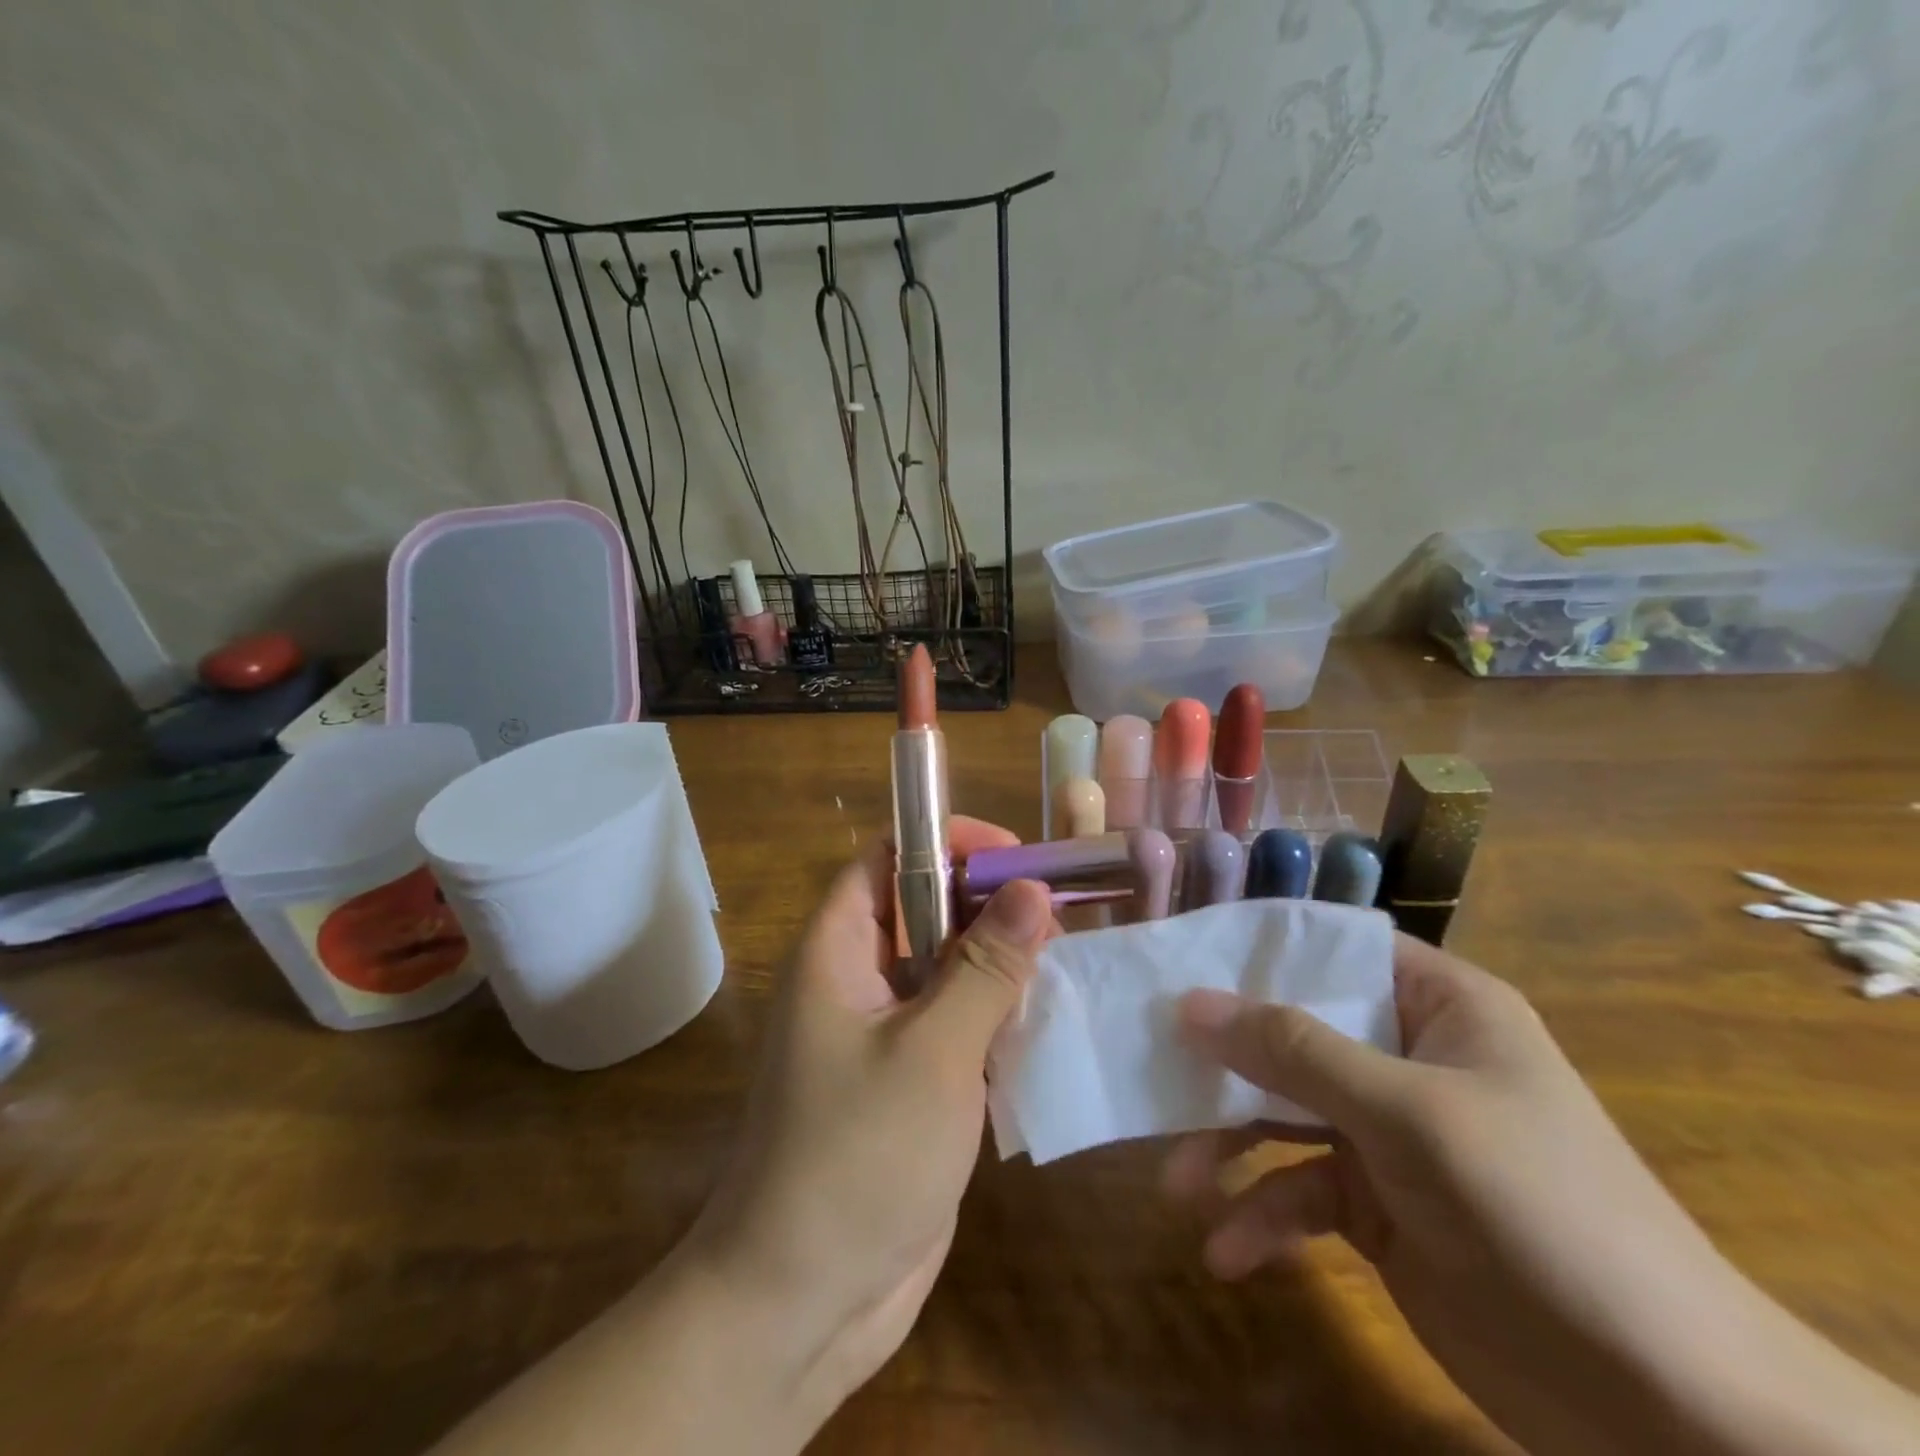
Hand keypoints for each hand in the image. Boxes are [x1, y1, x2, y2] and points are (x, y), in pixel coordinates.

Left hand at [687, 816, 1055, 1418]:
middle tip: (1057, 917)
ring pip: (946, 968)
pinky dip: (996, 1016)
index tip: (1013, 857)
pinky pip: (955, 1023)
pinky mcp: (909, 1081)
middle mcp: (856, 980)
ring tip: (1064, 963)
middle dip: (986, 905)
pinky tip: (1047, 1023)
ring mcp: (883, 1034)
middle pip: (924, 910)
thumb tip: (1031, 890)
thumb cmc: (857, 1156)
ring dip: (998, 963)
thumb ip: (984, 968)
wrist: (803, 1302)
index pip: (887, 859)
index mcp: (837, 951)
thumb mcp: (932, 1052)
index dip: (945, 843)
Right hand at [1164, 934, 1919, 1455]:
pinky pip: (1301, 1192)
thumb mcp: (1407, 1115)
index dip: (1254, 951)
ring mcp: (1388, 1133)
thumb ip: (1294, 1051)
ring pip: (1283, 1114)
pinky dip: (1264, 1219)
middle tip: (1154, 1072)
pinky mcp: (1376, 1206)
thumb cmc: (1539, 1211)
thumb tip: (1190, 1002)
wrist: (1666, 1412)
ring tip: (1179, 1185)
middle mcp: (1404, 1055)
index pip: (1328, 949)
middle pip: (1290, 1033)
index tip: (1178, 961)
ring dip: (1229, 1149)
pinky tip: (1230, 1253)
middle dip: (1224, 1064)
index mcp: (1434, 1005)